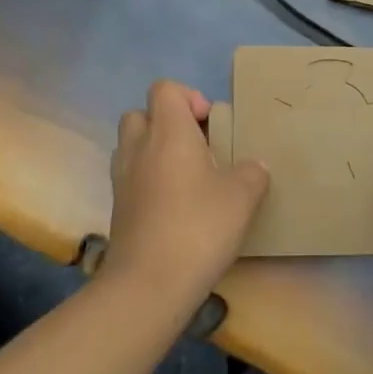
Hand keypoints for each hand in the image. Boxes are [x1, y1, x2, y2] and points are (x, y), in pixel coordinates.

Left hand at [105, 80, 268, 315]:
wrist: (149, 284)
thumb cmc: (198, 226)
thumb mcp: (243, 195)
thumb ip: (252, 172)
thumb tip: (254, 166)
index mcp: (168, 132)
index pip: (165, 89)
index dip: (189, 97)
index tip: (211, 124)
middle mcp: (138, 147)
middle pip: (141, 114)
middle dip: (168, 123)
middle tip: (198, 147)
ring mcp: (122, 179)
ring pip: (132, 146)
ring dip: (155, 151)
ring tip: (188, 176)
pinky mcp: (118, 209)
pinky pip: (131, 177)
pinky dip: (149, 180)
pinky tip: (176, 205)